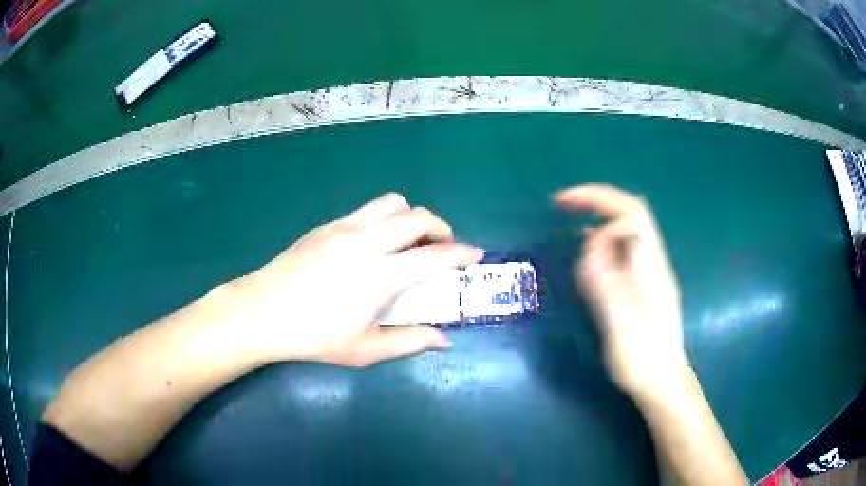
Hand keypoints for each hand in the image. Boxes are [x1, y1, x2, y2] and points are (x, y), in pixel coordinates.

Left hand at [223, 193, 484, 366]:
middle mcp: (367, 242)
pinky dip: (385, 219)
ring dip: (412, 217)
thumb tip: (444, 339)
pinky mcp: (327, 225)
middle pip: (418, 217)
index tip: (476, 255)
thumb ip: (410, 341)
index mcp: (380, 275)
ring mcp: (345, 228)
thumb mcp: (365, 349)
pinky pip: (367, 210)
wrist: (262, 311)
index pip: (435, 256)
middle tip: (444, 249)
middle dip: (442, 229)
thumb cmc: (314, 336)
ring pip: (392, 203)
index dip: (462, 254)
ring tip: (410, 241)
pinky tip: (374, 244)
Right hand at [555, 184, 687, 399]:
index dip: (600, 200)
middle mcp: (651, 264)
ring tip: (574, 243)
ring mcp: (647, 275)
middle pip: (629, 216)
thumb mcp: (623, 329)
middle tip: (562, 205)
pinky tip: (590, 260)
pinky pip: (620, 255)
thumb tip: (587, 249)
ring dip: (597, 230)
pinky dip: (601, 248)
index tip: (566, 205)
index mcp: (650, 268)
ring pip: (623, 235)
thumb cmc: (645, 362)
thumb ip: (608, 288)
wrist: (663, 383)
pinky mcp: (640, 288)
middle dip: (596, 204)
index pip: (631, 214)